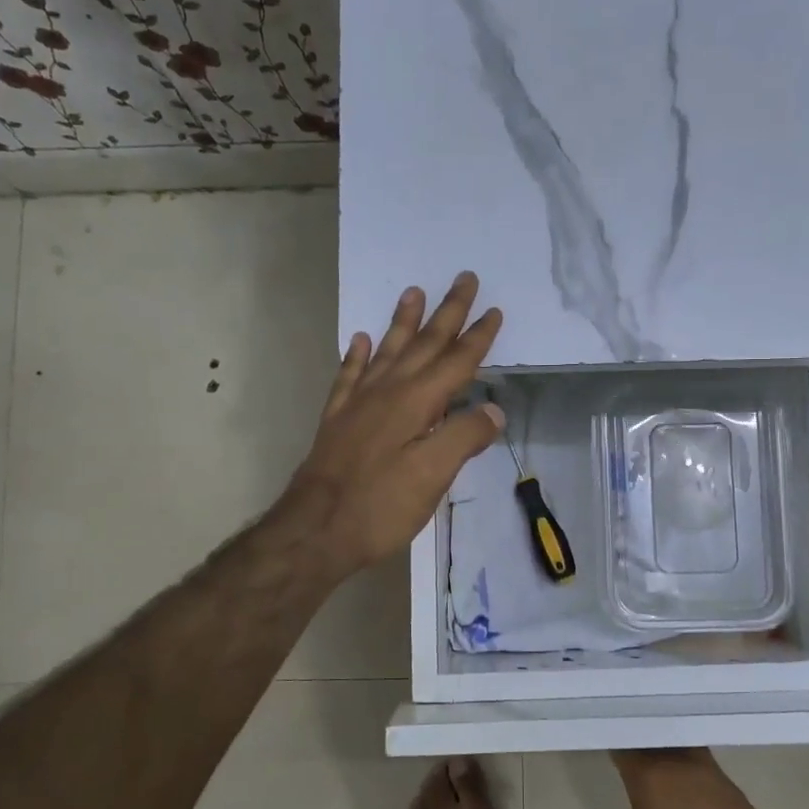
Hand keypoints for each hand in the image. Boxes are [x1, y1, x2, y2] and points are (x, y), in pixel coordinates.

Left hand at [279, 272, 504, 579]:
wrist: (314, 530)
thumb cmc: (380, 506)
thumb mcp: (433, 476)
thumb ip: (464, 437)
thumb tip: (493, 410)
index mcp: (416, 403)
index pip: (456, 362)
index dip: (478, 337)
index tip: (494, 311)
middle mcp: (387, 392)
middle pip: (423, 345)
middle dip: (447, 313)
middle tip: (463, 278)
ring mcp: (357, 404)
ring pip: (386, 351)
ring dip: (402, 322)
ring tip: (413, 292)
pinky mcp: (337, 420)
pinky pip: (349, 376)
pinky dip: (357, 356)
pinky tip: (360, 340)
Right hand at [581, 749, 791, 808]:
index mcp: (652, 775)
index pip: (626, 745)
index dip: (614, 742)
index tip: (604, 741)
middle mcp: (685, 765)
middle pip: (660, 740)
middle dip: (644, 741)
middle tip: (632, 749)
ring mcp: (718, 779)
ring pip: (689, 753)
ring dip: (674, 756)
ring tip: (662, 769)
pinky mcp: (741, 799)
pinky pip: (712, 778)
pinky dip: (698, 782)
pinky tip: (695, 800)